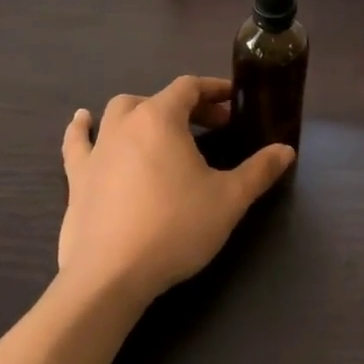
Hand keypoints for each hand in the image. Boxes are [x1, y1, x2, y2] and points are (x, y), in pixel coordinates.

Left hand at [58, 76, 293, 303]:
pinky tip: (83, 120)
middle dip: (186, 106)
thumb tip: (286, 150)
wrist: (110, 276)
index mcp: (161, 119)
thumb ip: (259, 171)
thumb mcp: (229, 199)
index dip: (213, 90)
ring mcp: (97, 150)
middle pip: (157, 98)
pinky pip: (78, 142)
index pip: (189, 87)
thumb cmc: (175, 228)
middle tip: (210, 126)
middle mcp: (126, 123)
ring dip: (142, 112)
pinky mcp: (77, 178)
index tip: (233, 102)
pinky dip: (83, 129)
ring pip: (118, 113)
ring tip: (158, 124)